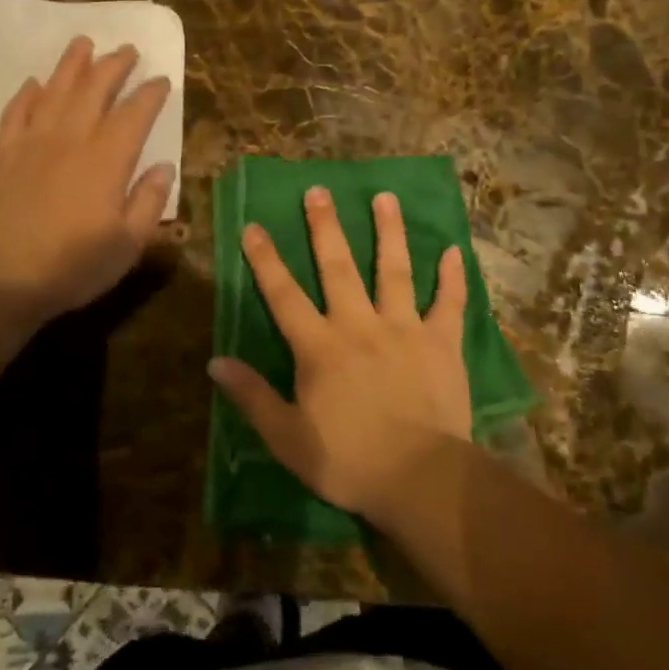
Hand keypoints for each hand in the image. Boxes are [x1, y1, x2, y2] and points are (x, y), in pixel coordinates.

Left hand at [0, 37, 174, 321]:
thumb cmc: (71, 266)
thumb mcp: (127, 245)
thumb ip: (149, 202)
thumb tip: (164, 167)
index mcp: (106, 161)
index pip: (134, 115)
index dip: (150, 94)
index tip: (161, 79)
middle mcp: (70, 140)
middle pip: (94, 90)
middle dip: (114, 66)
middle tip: (127, 49)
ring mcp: (32, 143)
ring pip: (55, 91)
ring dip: (71, 65)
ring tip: (84, 43)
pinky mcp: (2, 154)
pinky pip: (16, 112)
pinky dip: (27, 94)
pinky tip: (34, 83)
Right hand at [209, 187, 471, 525]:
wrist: (421, 479)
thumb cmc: (349, 461)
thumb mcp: (287, 438)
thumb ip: (252, 396)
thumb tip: (215, 362)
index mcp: (320, 347)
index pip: (284, 295)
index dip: (266, 260)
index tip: (254, 226)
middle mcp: (359, 324)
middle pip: (338, 267)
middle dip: (325, 227)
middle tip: (319, 190)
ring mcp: (404, 329)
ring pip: (395, 270)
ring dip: (389, 232)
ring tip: (386, 197)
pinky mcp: (442, 342)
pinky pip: (449, 303)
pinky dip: (452, 278)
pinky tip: (453, 250)